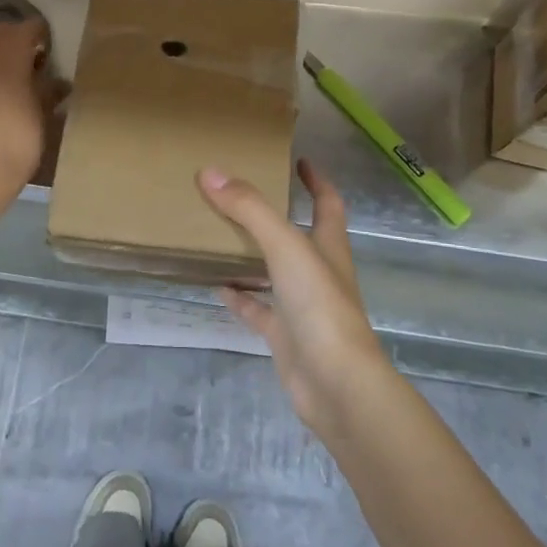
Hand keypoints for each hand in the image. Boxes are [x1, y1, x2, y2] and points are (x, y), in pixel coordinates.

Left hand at [0, 20, 52, 190]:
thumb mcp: (43, 113)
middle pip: (2, 33)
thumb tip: (57, 82)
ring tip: (10, 85)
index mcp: (10, 42)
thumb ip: (49, 89)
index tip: (51, 61)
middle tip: (32, 72)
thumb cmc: (17, 136)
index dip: (44, 42)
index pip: (33, 28)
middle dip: (16, 48)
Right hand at [199, 159, 396, 438]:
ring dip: (253, 255)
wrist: (336, 385)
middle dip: (276, 215)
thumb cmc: (320, 305)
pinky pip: (259, 310)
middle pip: (299, 235)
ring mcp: (303, 307)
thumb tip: (209, 172)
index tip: (298, 161)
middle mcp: (319, 272)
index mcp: (329, 246)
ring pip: (275, 272)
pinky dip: (241, 297)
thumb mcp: (285, 246)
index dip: (316, 181)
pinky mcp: (286, 336)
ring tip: (219, 235)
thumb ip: (249, 209)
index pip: (328, 203)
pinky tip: (217, 286)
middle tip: (241, 195)